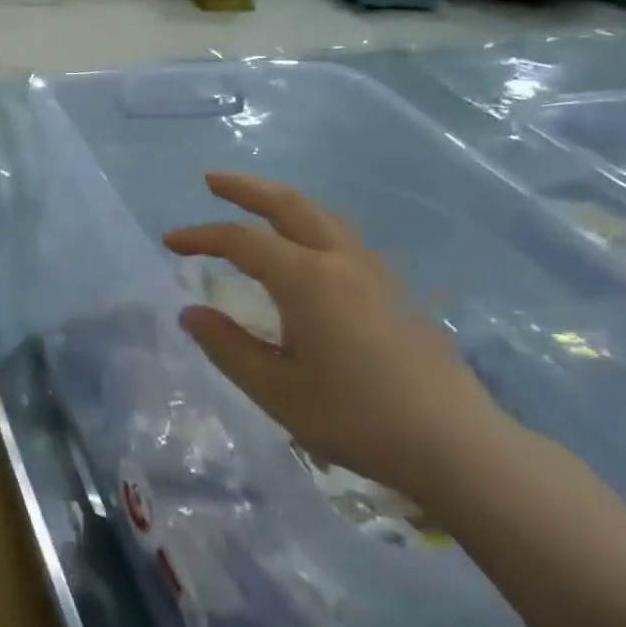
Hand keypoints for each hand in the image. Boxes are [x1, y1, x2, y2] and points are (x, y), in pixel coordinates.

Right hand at [164, 173, 511, 499]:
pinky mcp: (398, 291)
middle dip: (247, 188)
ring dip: (283, 203)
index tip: (170, 241)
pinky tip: (308, 251)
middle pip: (289, 206)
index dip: (201, 236)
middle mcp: (341, 261)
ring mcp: (376, 273)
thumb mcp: (276, 389)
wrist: (456, 445)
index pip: (241, 241)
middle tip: (213, 180)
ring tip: (258, 207)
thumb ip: (227, 347)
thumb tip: (190, 314)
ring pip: (323, 217)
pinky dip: (311, 226)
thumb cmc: (356, 417)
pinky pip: (344, 239)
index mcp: (307, 279)